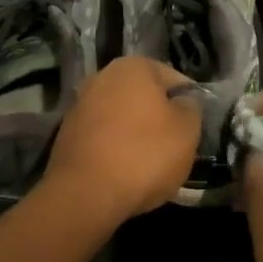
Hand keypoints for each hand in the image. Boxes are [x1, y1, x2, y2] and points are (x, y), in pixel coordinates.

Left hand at [43, 56, 201, 232]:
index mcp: (133, 67)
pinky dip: (115, 148)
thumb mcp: (187, 131)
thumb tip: (184, 102)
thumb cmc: (144, 155)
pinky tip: (125, 172)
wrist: (85, 194)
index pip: (174, 79)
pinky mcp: (67, 134)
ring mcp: (80, 105)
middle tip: (175, 147)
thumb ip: (191, 108)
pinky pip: (103, 136)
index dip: (189, 102)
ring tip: (150, 164)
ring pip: (122, 117)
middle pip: (144, 97)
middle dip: (159, 117)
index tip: (194, 128)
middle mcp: (102, 77)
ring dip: (136, 133)